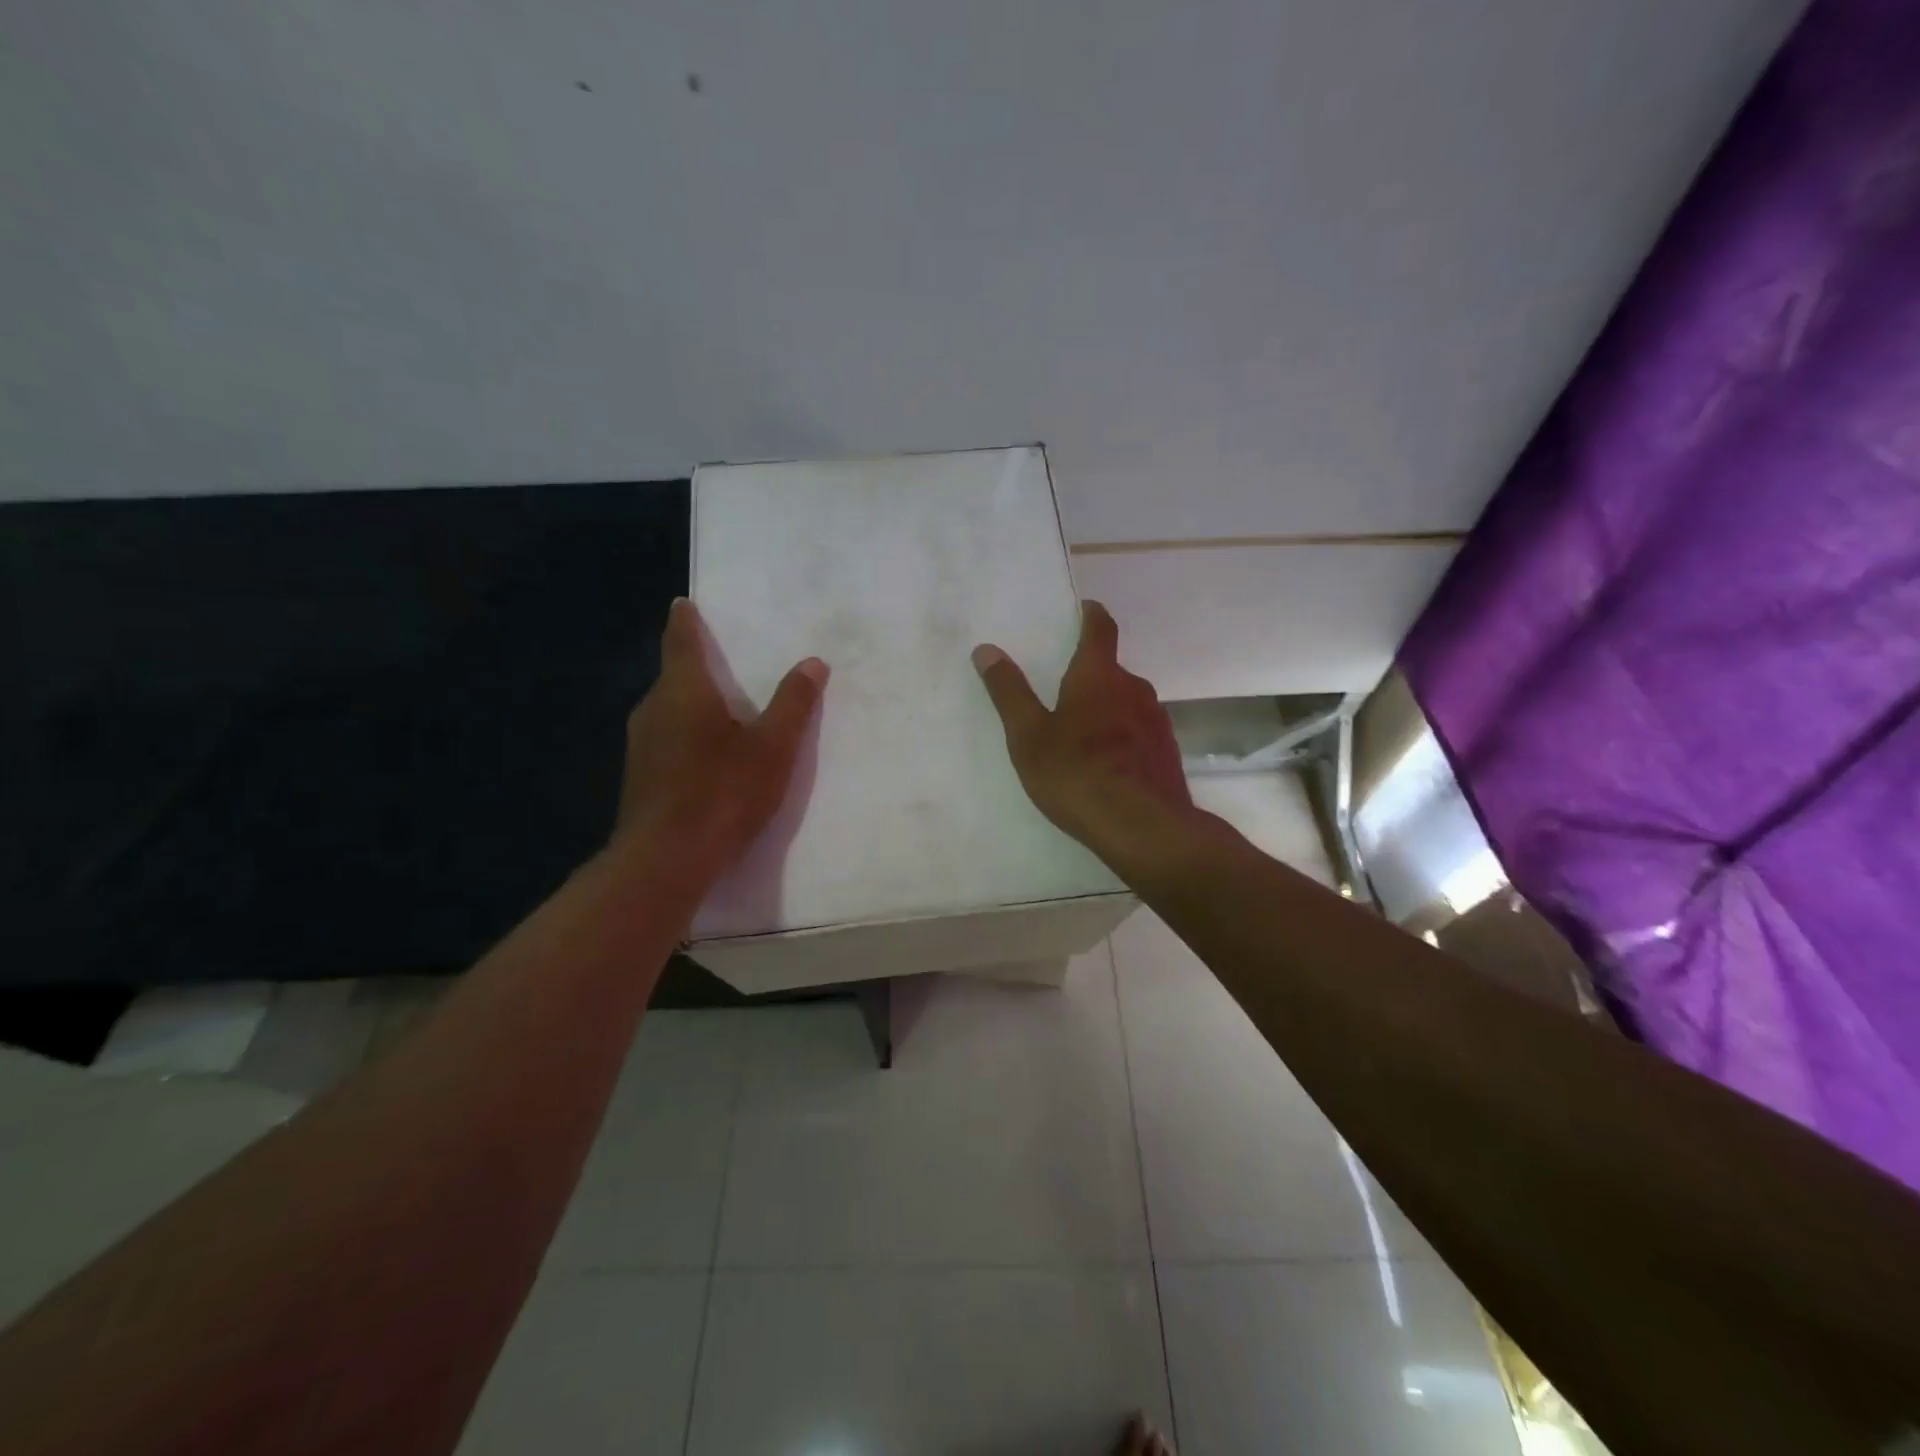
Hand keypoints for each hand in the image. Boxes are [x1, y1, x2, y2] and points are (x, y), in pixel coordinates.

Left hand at [613, 599, 827, 882]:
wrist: (665, 860)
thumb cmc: (722, 792)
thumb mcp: (773, 747)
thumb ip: (793, 703)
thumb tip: (813, 662)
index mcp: (683, 691)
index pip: (681, 641)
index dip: (686, 621)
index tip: (684, 604)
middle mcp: (653, 709)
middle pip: (675, 676)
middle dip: (698, 667)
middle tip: (727, 660)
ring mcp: (641, 745)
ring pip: (670, 710)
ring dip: (694, 704)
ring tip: (725, 708)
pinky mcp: (641, 777)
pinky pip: (667, 739)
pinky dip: (688, 734)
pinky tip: (710, 756)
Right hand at [972, 601, 1193, 863]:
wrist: (1143, 827)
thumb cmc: (1077, 773)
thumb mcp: (1029, 736)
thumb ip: (1009, 692)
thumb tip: (986, 650)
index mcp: (1098, 676)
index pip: (1100, 629)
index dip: (1091, 616)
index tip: (1083, 610)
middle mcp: (1134, 689)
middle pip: (1112, 670)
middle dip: (1090, 676)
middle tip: (1063, 693)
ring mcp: (1157, 721)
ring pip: (1127, 704)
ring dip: (1107, 710)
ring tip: (1083, 737)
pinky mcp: (1167, 752)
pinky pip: (1140, 734)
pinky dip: (1123, 739)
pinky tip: (1109, 768)